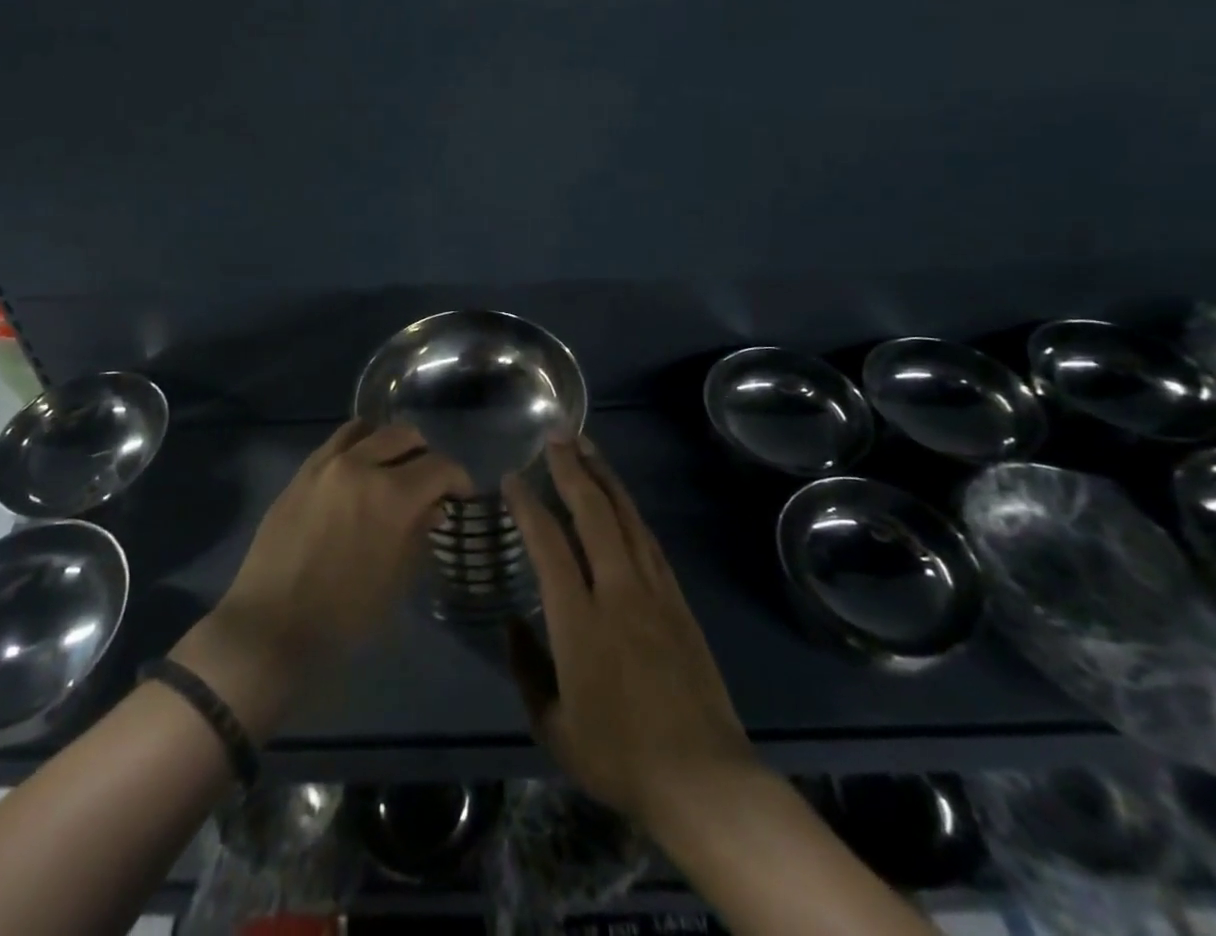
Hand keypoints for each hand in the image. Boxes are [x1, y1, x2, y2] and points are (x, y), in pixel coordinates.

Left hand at [172, 421, 471, 737]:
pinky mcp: (301, 472)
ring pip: (368, 429)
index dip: (457, 478)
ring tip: (390, 469)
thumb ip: (418, 534)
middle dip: (425, 455)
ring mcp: (326, 464)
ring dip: (388, 444)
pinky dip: (356, 447)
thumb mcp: (396, 579)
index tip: (460, 494)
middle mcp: (360, 465)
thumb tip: (431, 507)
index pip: (439, 466)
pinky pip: (336, 442)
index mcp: (391, 495)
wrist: (272, 625)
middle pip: (405, 435)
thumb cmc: (344, 614)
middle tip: (427, 482)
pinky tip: (357, 474)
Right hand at [502, 437, 755, 833]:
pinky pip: (649, 541)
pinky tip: (620, 498)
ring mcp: (653, 591)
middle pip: (592, 513)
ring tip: (587, 446)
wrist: (704, 780)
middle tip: (555, 434)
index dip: (528, 505)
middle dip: (571, 468)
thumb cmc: (619, 757)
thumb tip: (511, 624)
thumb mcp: (553, 727)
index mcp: (579, 620)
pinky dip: (629, 510)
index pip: (548, 544)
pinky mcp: (678, 600)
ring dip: (604, 476)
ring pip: (625, 517)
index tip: (513, 477)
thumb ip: (527, 668)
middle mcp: (617, 591)